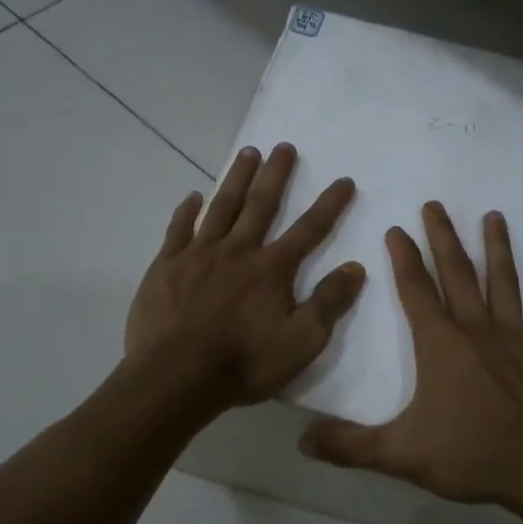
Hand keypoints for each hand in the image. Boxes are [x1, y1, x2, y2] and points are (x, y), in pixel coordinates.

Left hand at [125, 143, 365, 410]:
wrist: (176, 377)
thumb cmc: (244, 363)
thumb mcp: (301, 342)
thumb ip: (329, 303)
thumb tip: (356, 267)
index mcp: (272, 269)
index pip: (308, 230)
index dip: (329, 205)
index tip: (344, 180)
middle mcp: (237, 251)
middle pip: (261, 205)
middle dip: (276, 175)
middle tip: (284, 146)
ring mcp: (198, 255)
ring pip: (221, 207)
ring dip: (236, 179)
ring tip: (247, 153)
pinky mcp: (166, 266)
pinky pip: (178, 229)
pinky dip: (187, 210)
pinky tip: (193, 196)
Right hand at [299, 202, 522, 513]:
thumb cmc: (470, 457)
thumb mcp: (401, 454)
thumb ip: (350, 446)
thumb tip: (302, 442)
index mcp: (441, 344)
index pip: (416, 290)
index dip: (403, 258)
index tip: (396, 229)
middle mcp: (478, 329)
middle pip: (458, 273)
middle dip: (443, 237)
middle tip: (435, 205)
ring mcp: (518, 338)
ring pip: (505, 281)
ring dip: (498, 248)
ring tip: (493, 216)